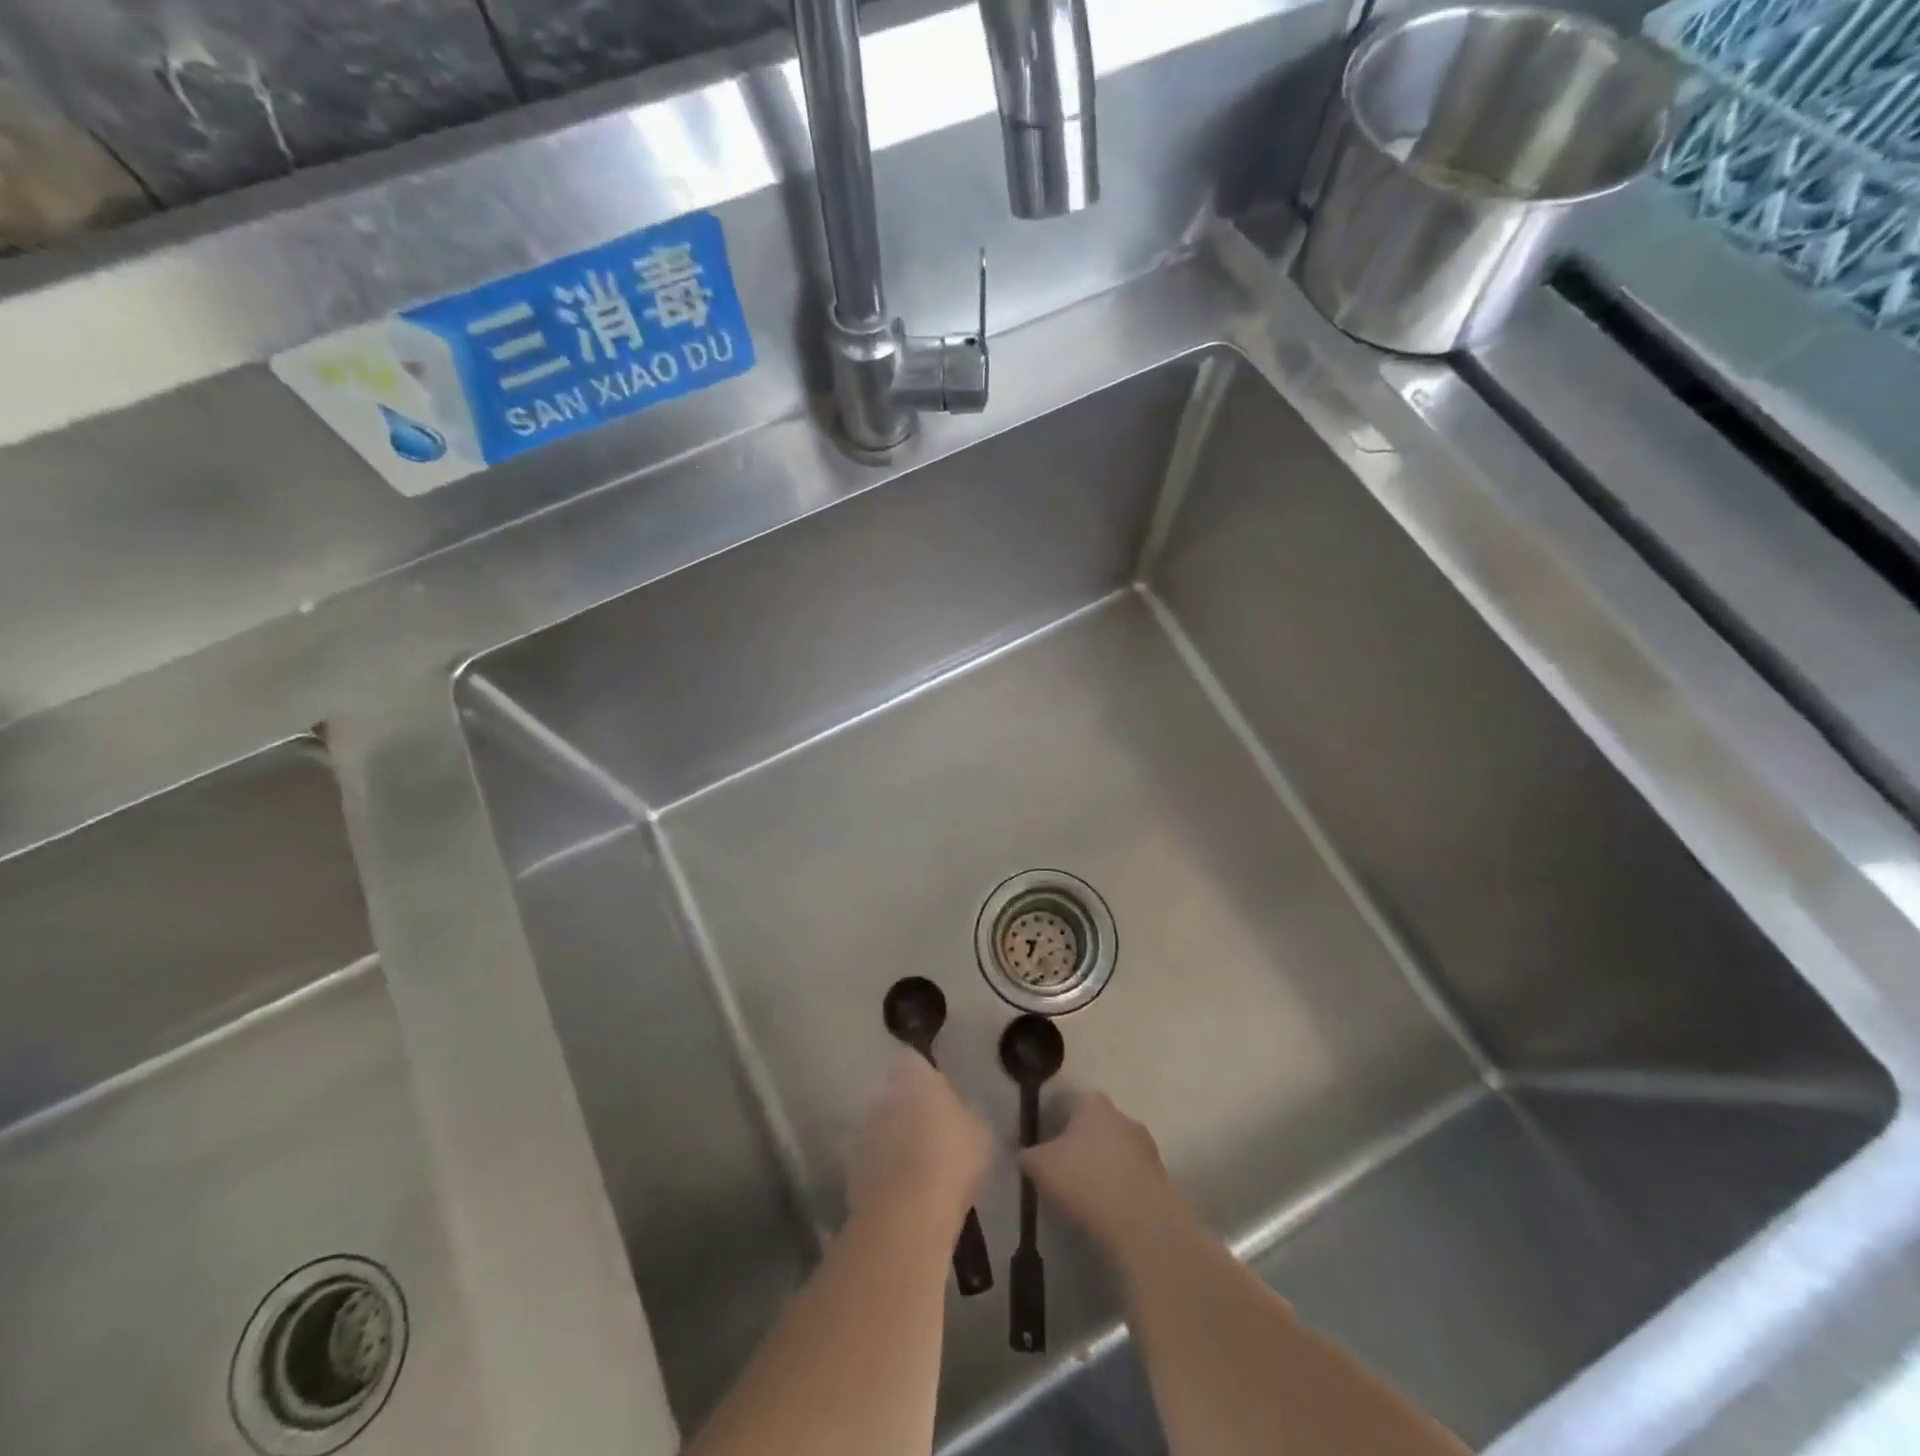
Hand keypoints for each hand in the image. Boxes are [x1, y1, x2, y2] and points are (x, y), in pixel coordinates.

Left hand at [849, 1049, 991, 1236]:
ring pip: (881, 1130)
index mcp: (914, 1076)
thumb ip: (968, 1117)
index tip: (940, 1096)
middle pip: (894, 1095)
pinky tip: (905, 1196)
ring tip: (919, 1171)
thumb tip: (963, 1117)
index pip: (912, 1061)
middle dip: (908, 1111)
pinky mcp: (852, 1170)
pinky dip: (885, 1174)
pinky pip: (873, 1164)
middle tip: (932, 1135)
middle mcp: (882, 1095)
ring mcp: (864, 1133)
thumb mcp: (981, 1135)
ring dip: (894, 1143)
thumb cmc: (952, 1159)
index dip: (925, 1077)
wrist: (908, 1214)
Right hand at [1019, 1091, 1189, 1258]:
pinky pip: (1129, 1174)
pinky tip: (1106, 1207)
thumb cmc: (1085, 1181)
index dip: (1049, 1120)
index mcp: (1092, 1103)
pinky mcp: (1159, 1176)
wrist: (1142, 1223)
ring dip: (1100, 1164)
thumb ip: (1026, 1155)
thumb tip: (1022, 1154)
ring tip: (1083, 1193)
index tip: (1039, 1143)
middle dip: (1077, 1142)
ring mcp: (1145, 1145)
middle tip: (1059, 1168)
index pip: (1065, 1101)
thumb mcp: (1040, 1166)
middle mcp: (1121, 1115)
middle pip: (1092, 1123)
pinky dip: (1117, 1185)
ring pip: (1113, 1148)